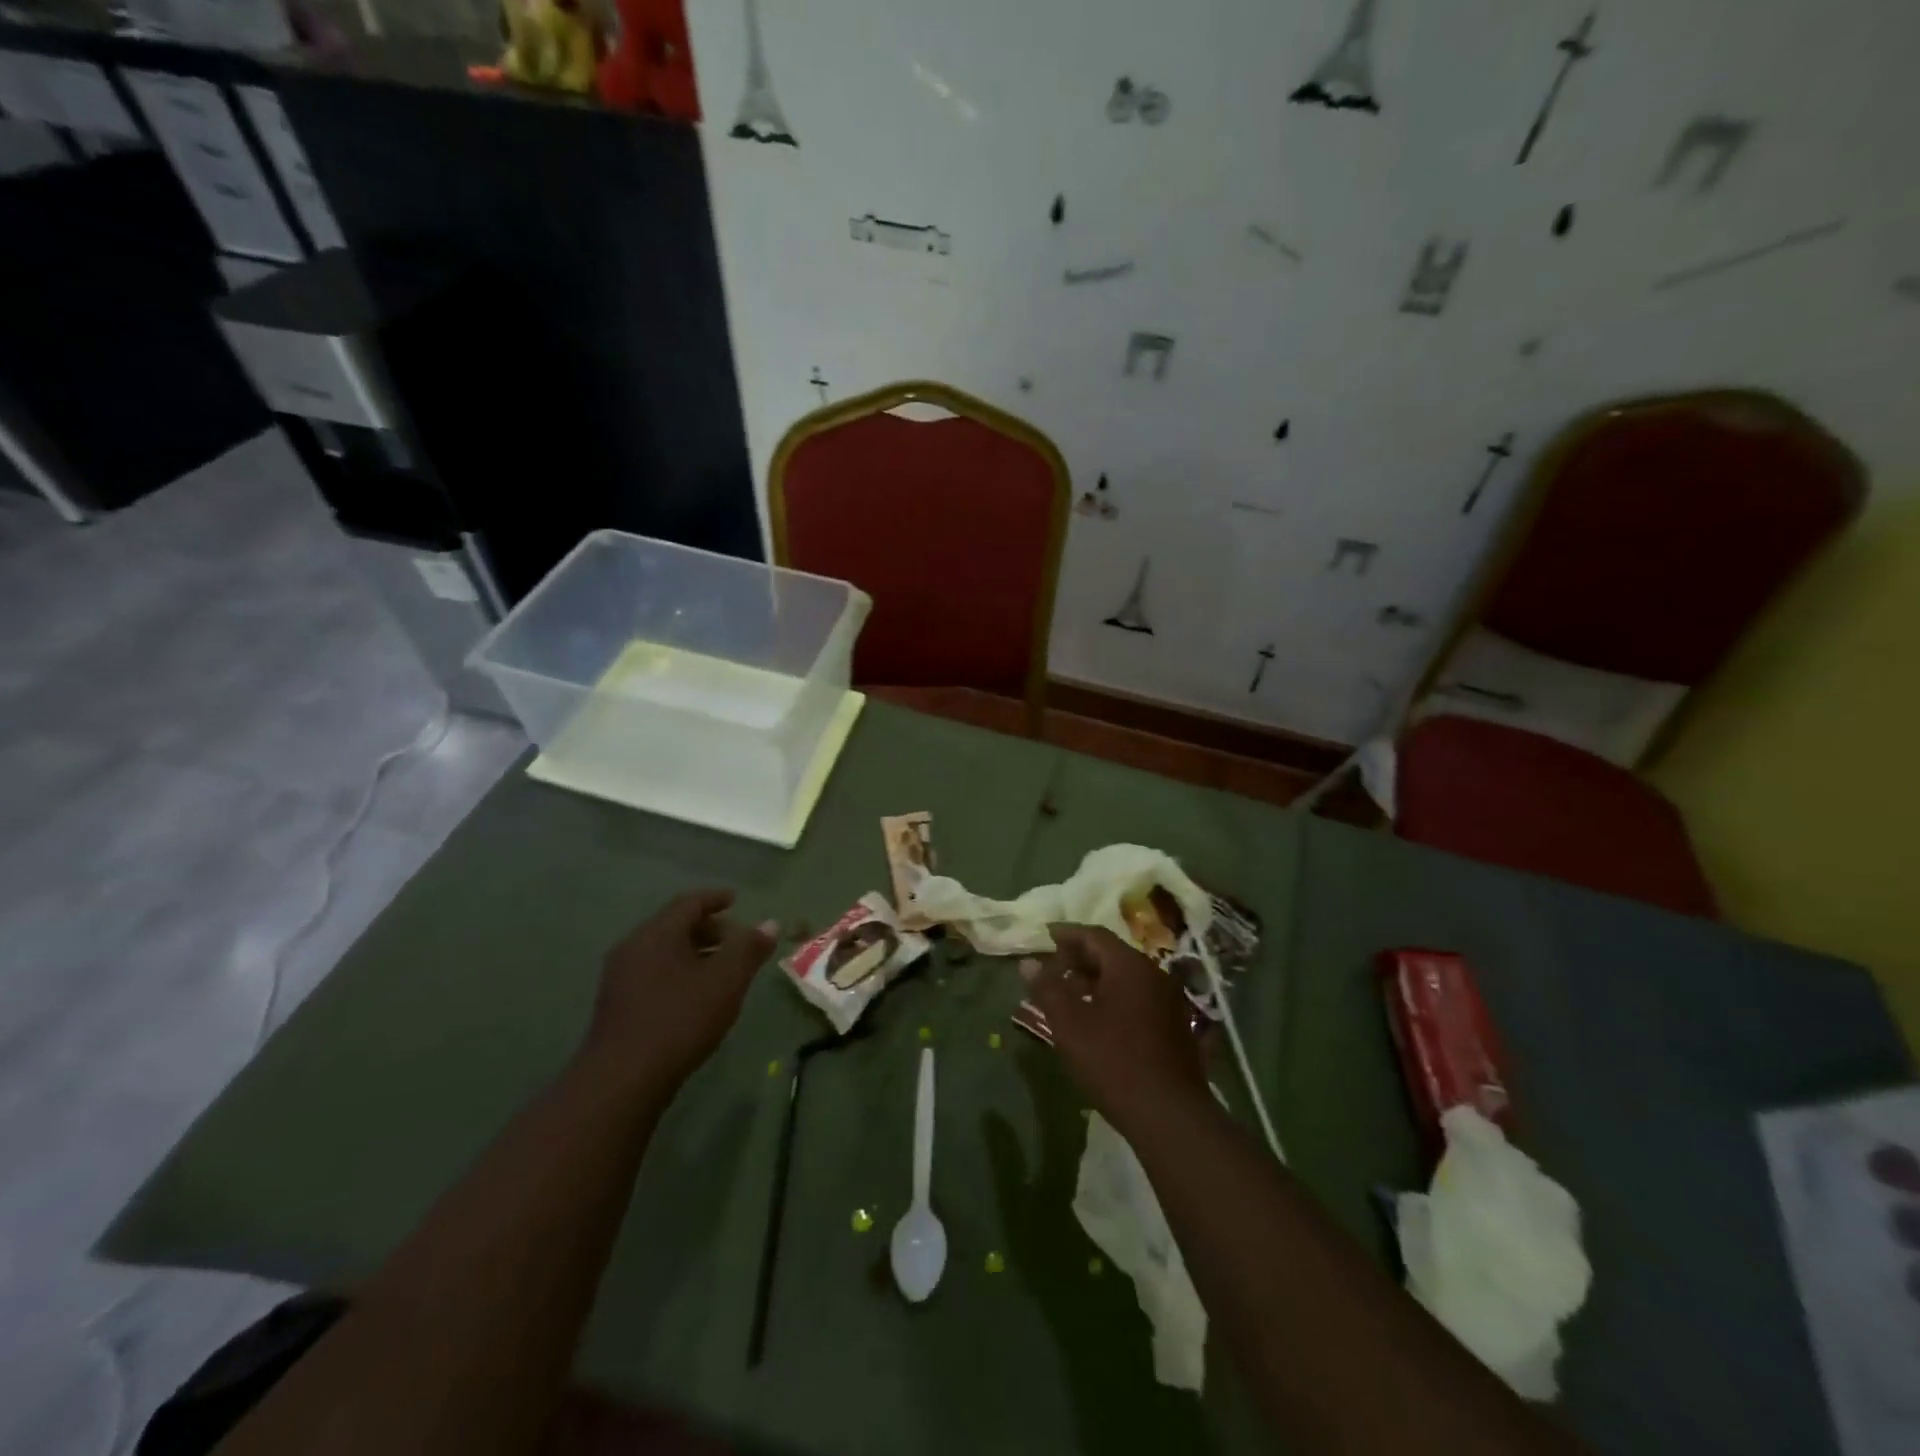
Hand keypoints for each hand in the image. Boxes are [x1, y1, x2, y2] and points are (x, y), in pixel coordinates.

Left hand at [582, 889, 777, 1095]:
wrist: (621, 1081)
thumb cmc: (680, 1020)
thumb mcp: (726, 981)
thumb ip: (749, 948)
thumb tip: (770, 923)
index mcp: (657, 933)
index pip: (689, 902)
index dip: (715, 898)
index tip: (735, 899)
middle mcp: (633, 947)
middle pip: (674, 925)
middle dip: (708, 928)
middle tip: (735, 940)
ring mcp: (619, 977)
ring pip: (663, 951)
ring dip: (693, 952)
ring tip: (720, 970)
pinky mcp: (615, 1005)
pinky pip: (652, 972)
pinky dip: (678, 971)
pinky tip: (694, 996)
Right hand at [1021, 924, 1209, 1135]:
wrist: (1169, 1113)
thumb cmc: (1113, 1062)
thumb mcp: (1070, 1025)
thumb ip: (1048, 989)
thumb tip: (1029, 963)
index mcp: (1130, 966)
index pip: (1094, 936)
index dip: (1067, 935)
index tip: (1046, 937)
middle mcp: (1153, 974)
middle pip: (1111, 954)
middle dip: (1079, 958)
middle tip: (1053, 969)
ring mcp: (1168, 999)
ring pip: (1125, 976)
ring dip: (1096, 979)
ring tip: (1069, 994)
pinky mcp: (1174, 1024)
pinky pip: (1138, 996)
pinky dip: (1113, 996)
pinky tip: (1097, 1017)